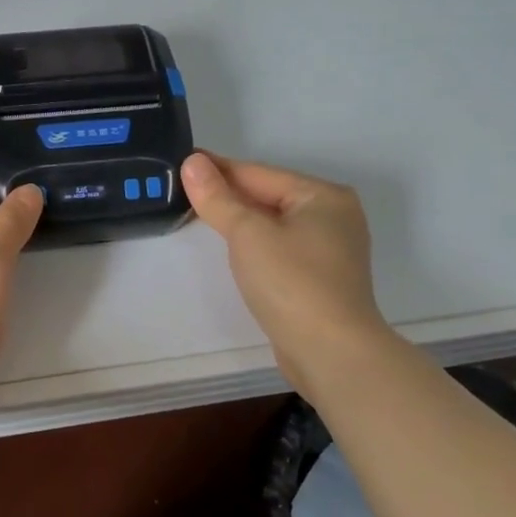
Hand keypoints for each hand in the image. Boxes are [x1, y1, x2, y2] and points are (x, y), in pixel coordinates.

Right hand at [180, 151, 394, 388]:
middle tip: (182, 189)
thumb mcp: (247, 233)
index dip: (217, 169)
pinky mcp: (321, 278)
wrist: (331, 354)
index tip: (182, 162)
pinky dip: (255, 243)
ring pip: (273, 223)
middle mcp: (333, 216)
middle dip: (228, 194)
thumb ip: (217, 197)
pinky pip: (280, 247)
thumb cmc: (292, 283)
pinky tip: (233, 248)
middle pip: (267, 196)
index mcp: (323, 196)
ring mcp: (331, 249)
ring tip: (200, 214)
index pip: (258, 173)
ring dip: (239, 219)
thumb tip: (192, 162)